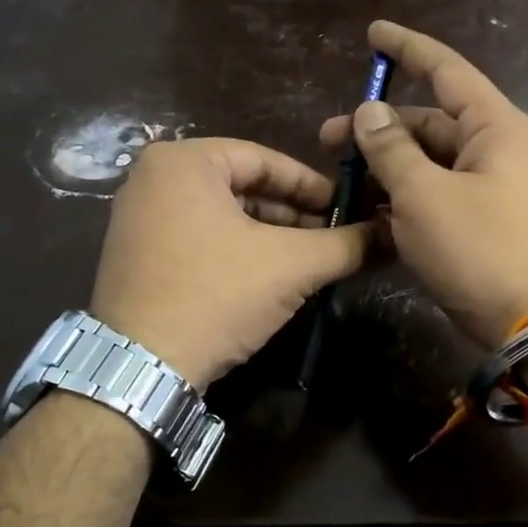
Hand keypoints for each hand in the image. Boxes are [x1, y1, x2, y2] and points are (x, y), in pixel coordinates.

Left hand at [88, 138, 367, 390]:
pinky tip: (267, 278)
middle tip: (332, 238)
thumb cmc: (216, 295)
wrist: (141, 367)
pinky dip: (236, 252)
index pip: (265, 159)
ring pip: (221, 215)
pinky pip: (198, 238)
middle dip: (291, 215)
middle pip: (242, 187)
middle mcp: (152, 178)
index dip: (312, 185)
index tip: (347, 208)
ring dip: (268, 236)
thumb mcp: (292, 265)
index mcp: (183, 161)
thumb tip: (392, 235)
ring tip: (307, 262)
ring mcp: (137, 218)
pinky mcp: (135, 255)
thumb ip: (347, 244)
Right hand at [319, 21, 527, 350]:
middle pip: (428, 123)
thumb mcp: (424, 195)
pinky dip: (401, 202)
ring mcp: (486, 189)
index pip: (446, 70)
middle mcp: (493, 150)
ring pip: (426, 164)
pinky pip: (433, 198)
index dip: (408, 49)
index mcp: (493, 126)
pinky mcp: (477, 224)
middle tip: (325, 141)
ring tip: (340, 185)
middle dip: (377, 128)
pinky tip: (366, 215)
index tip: (372, 34)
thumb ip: (392, 148)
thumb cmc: (480, 248)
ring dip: (384, 170)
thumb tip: (369, 111)